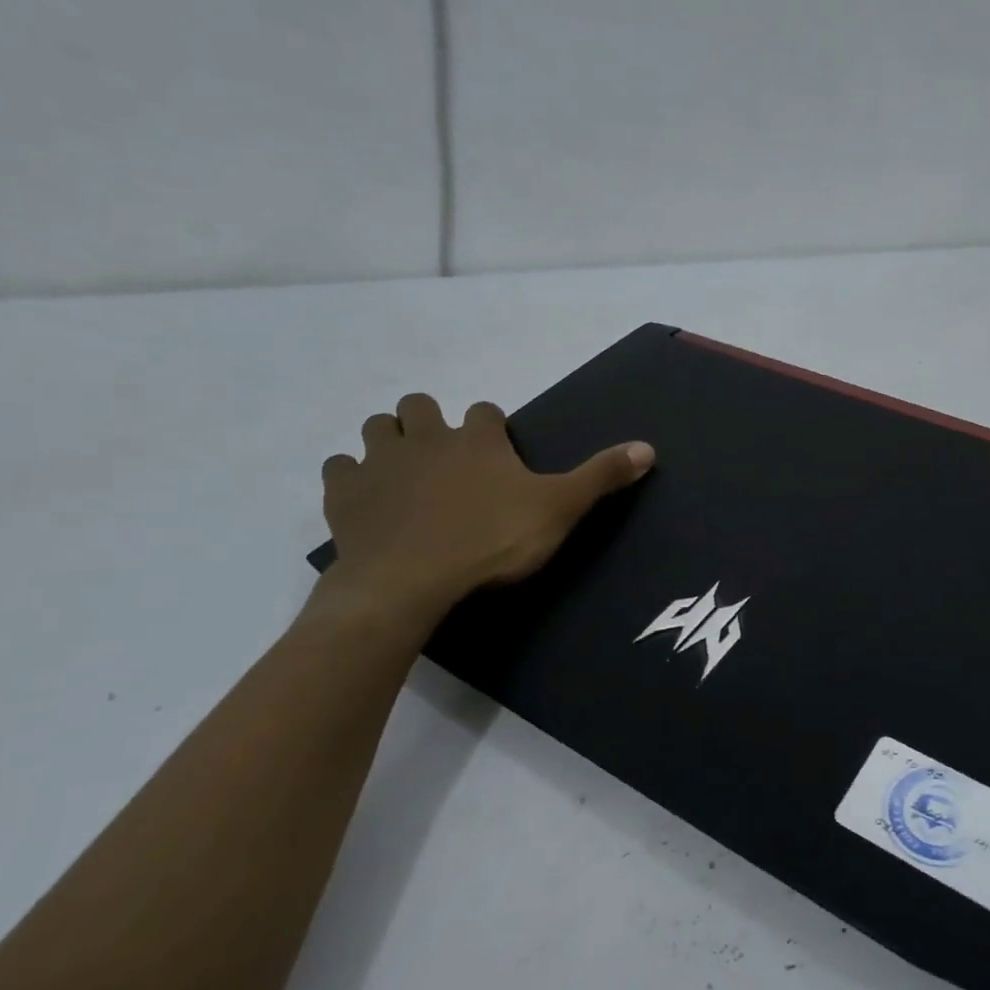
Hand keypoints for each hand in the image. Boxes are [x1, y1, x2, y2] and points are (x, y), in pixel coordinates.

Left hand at [317, 393, 653, 627]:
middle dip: (431, 421)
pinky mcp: (345, 495)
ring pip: (377, 429)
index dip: (493, 427)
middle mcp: (427, 438)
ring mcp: (380, 464)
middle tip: (445, 455)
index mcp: (478, 440)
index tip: (498, 450)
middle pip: (420, 407)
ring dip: (390, 440)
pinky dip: (352, 477)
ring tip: (405, 470)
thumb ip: (601, 477)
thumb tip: (649, 446)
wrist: (412, 582)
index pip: (487, 412)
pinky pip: (340, 469)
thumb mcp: (559, 510)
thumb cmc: (492, 541)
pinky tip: (366, 499)